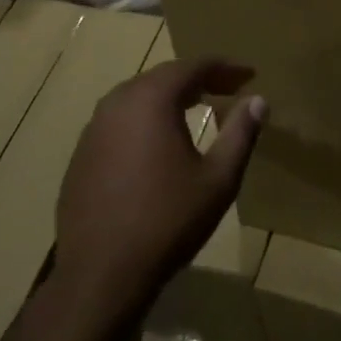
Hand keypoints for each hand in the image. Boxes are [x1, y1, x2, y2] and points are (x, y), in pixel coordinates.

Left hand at [52, 57, 266, 327]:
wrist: (101, 273)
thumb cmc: (168, 221)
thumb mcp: (218, 179)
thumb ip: (240, 133)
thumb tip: (258, 100)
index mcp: (151, 100)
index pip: (193, 66)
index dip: (225, 67)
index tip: (249, 75)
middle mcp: (117, 103)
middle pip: (163, 77)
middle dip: (198, 79)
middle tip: (227, 88)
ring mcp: (93, 128)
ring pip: (137, 97)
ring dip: (169, 97)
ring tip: (197, 107)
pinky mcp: (82, 154)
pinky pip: (119, 121)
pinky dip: (145, 120)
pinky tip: (158, 143)